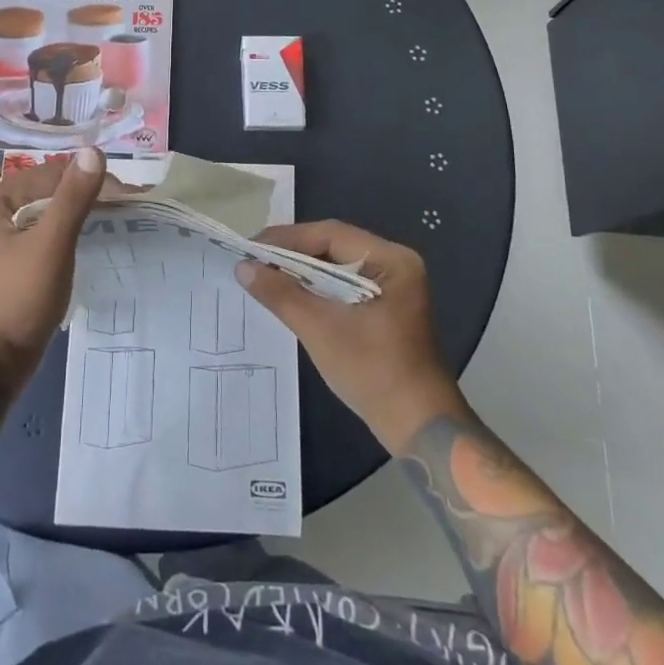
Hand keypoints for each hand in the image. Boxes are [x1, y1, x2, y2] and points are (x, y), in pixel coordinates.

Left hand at [0, 147, 107, 376]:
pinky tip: (98, 238)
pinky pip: (51, 233)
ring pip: (54, 212)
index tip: (130, 194)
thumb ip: (73, 197)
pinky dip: (75, 231)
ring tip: (123, 218)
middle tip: (132, 204)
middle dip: (91, 193)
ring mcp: (7, 237)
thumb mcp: (50, 244)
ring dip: (86, 211)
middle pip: (53, 189)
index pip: (54, 172)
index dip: (92, 179)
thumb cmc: (17, 298)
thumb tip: (94, 151)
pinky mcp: (19, 260)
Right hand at [236, 221, 465, 453]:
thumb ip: (281, 294)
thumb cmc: (374, 373)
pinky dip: (317, 288)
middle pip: (334, 247)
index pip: (330, 235)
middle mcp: (396, 264)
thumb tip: (243, 267)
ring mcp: (393, 287)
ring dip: (302, 271)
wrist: (420, 430)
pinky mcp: (386, 308)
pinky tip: (291, 294)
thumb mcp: (321, 330)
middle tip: (252, 260)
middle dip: (292, 253)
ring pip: (337, 267)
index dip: (287, 238)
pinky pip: (344, 286)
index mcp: (392, 260)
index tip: (250, 247)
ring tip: (264, 274)